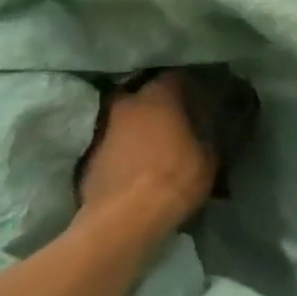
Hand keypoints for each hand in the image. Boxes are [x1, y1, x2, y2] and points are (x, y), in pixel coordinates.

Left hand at [74, 72, 215, 238]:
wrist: (124, 219)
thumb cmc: (175, 179)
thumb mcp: (208, 157)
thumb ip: (206, 133)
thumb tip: (206, 126)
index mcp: (159, 96)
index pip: (175, 76)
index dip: (187, 86)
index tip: (198, 97)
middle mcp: (127, 103)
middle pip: (143, 93)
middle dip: (157, 103)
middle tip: (173, 118)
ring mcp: (103, 127)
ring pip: (124, 117)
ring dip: (137, 126)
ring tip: (152, 142)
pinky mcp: (88, 154)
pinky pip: (111, 142)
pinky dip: (122, 148)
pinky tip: (134, 163)